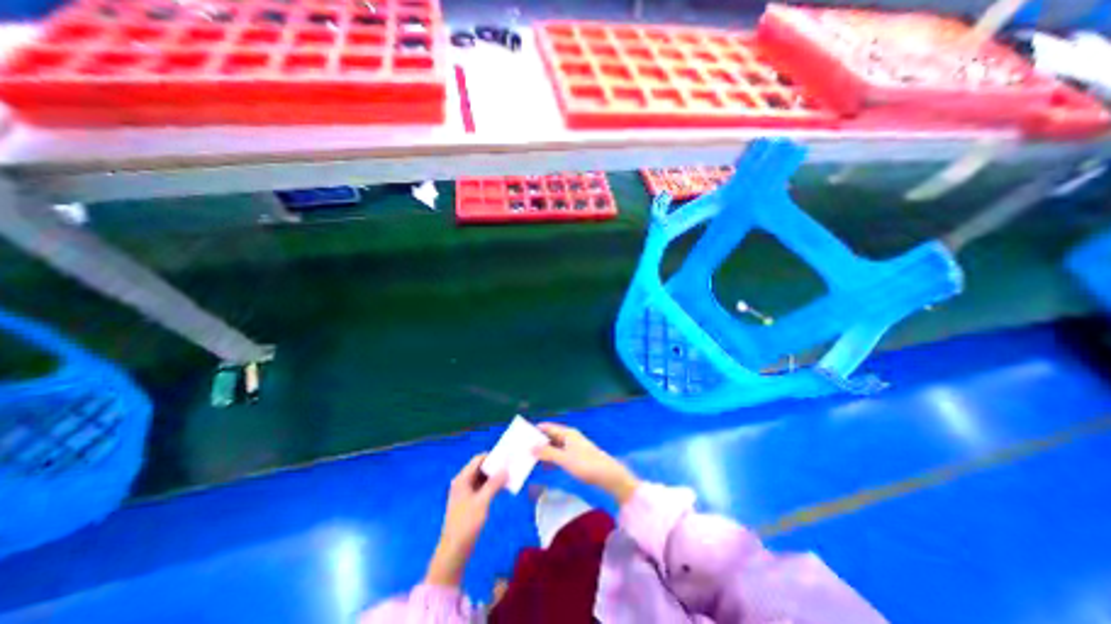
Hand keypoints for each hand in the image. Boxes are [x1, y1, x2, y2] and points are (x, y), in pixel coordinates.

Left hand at [425, 456, 505, 587]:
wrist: (454, 550)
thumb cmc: (466, 523)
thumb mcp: (482, 502)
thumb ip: (494, 484)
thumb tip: (506, 469)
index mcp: (462, 479)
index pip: (478, 459)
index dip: (492, 456)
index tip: (507, 456)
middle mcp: (463, 482)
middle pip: (480, 468)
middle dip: (495, 466)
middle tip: (510, 465)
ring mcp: (466, 492)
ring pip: (482, 478)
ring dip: (495, 476)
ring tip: (510, 474)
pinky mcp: (470, 502)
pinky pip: (482, 487)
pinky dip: (492, 485)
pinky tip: (503, 487)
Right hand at [532, 424, 636, 507]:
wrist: (608, 476)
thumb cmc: (586, 465)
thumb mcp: (564, 460)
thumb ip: (547, 453)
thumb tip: (530, 447)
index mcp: (567, 433)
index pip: (548, 427)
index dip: (535, 430)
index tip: (522, 435)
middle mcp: (569, 437)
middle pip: (550, 436)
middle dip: (538, 442)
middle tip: (522, 448)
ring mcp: (573, 447)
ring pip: (554, 446)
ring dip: (544, 452)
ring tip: (529, 458)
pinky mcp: (576, 458)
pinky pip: (559, 455)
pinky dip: (551, 459)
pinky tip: (544, 467)